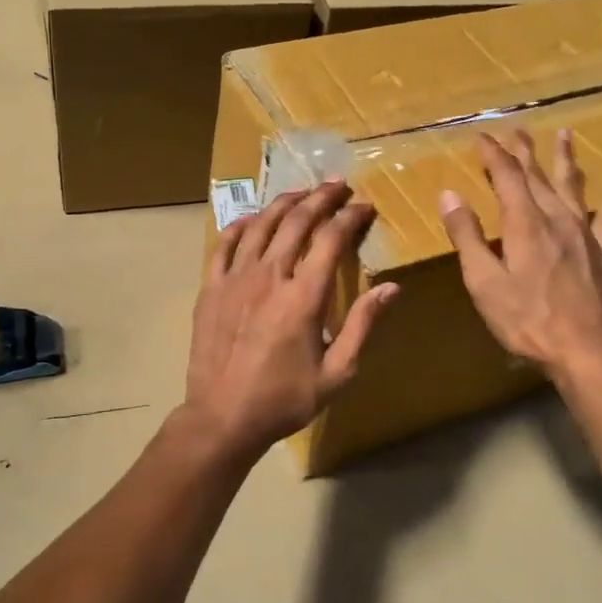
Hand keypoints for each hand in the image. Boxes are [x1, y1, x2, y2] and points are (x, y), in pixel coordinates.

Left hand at [181, 180, 397, 460]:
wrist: (223, 417)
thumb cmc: (284, 399)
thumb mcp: (337, 373)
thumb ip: (362, 325)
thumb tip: (390, 287)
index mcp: (304, 297)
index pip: (331, 239)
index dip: (350, 217)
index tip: (364, 206)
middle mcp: (269, 276)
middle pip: (297, 222)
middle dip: (320, 198)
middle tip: (337, 185)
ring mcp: (235, 279)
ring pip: (261, 225)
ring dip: (284, 203)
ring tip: (301, 193)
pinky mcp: (211, 288)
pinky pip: (224, 245)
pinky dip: (241, 226)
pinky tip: (253, 219)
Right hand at [439, 128, 601, 381]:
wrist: (586, 349)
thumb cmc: (527, 319)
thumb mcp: (484, 281)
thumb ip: (467, 236)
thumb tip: (449, 194)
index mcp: (524, 224)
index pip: (506, 176)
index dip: (492, 154)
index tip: (480, 136)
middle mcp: (556, 219)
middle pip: (538, 176)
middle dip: (524, 151)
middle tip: (516, 129)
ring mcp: (584, 234)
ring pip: (572, 187)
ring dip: (565, 160)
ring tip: (564, 135)